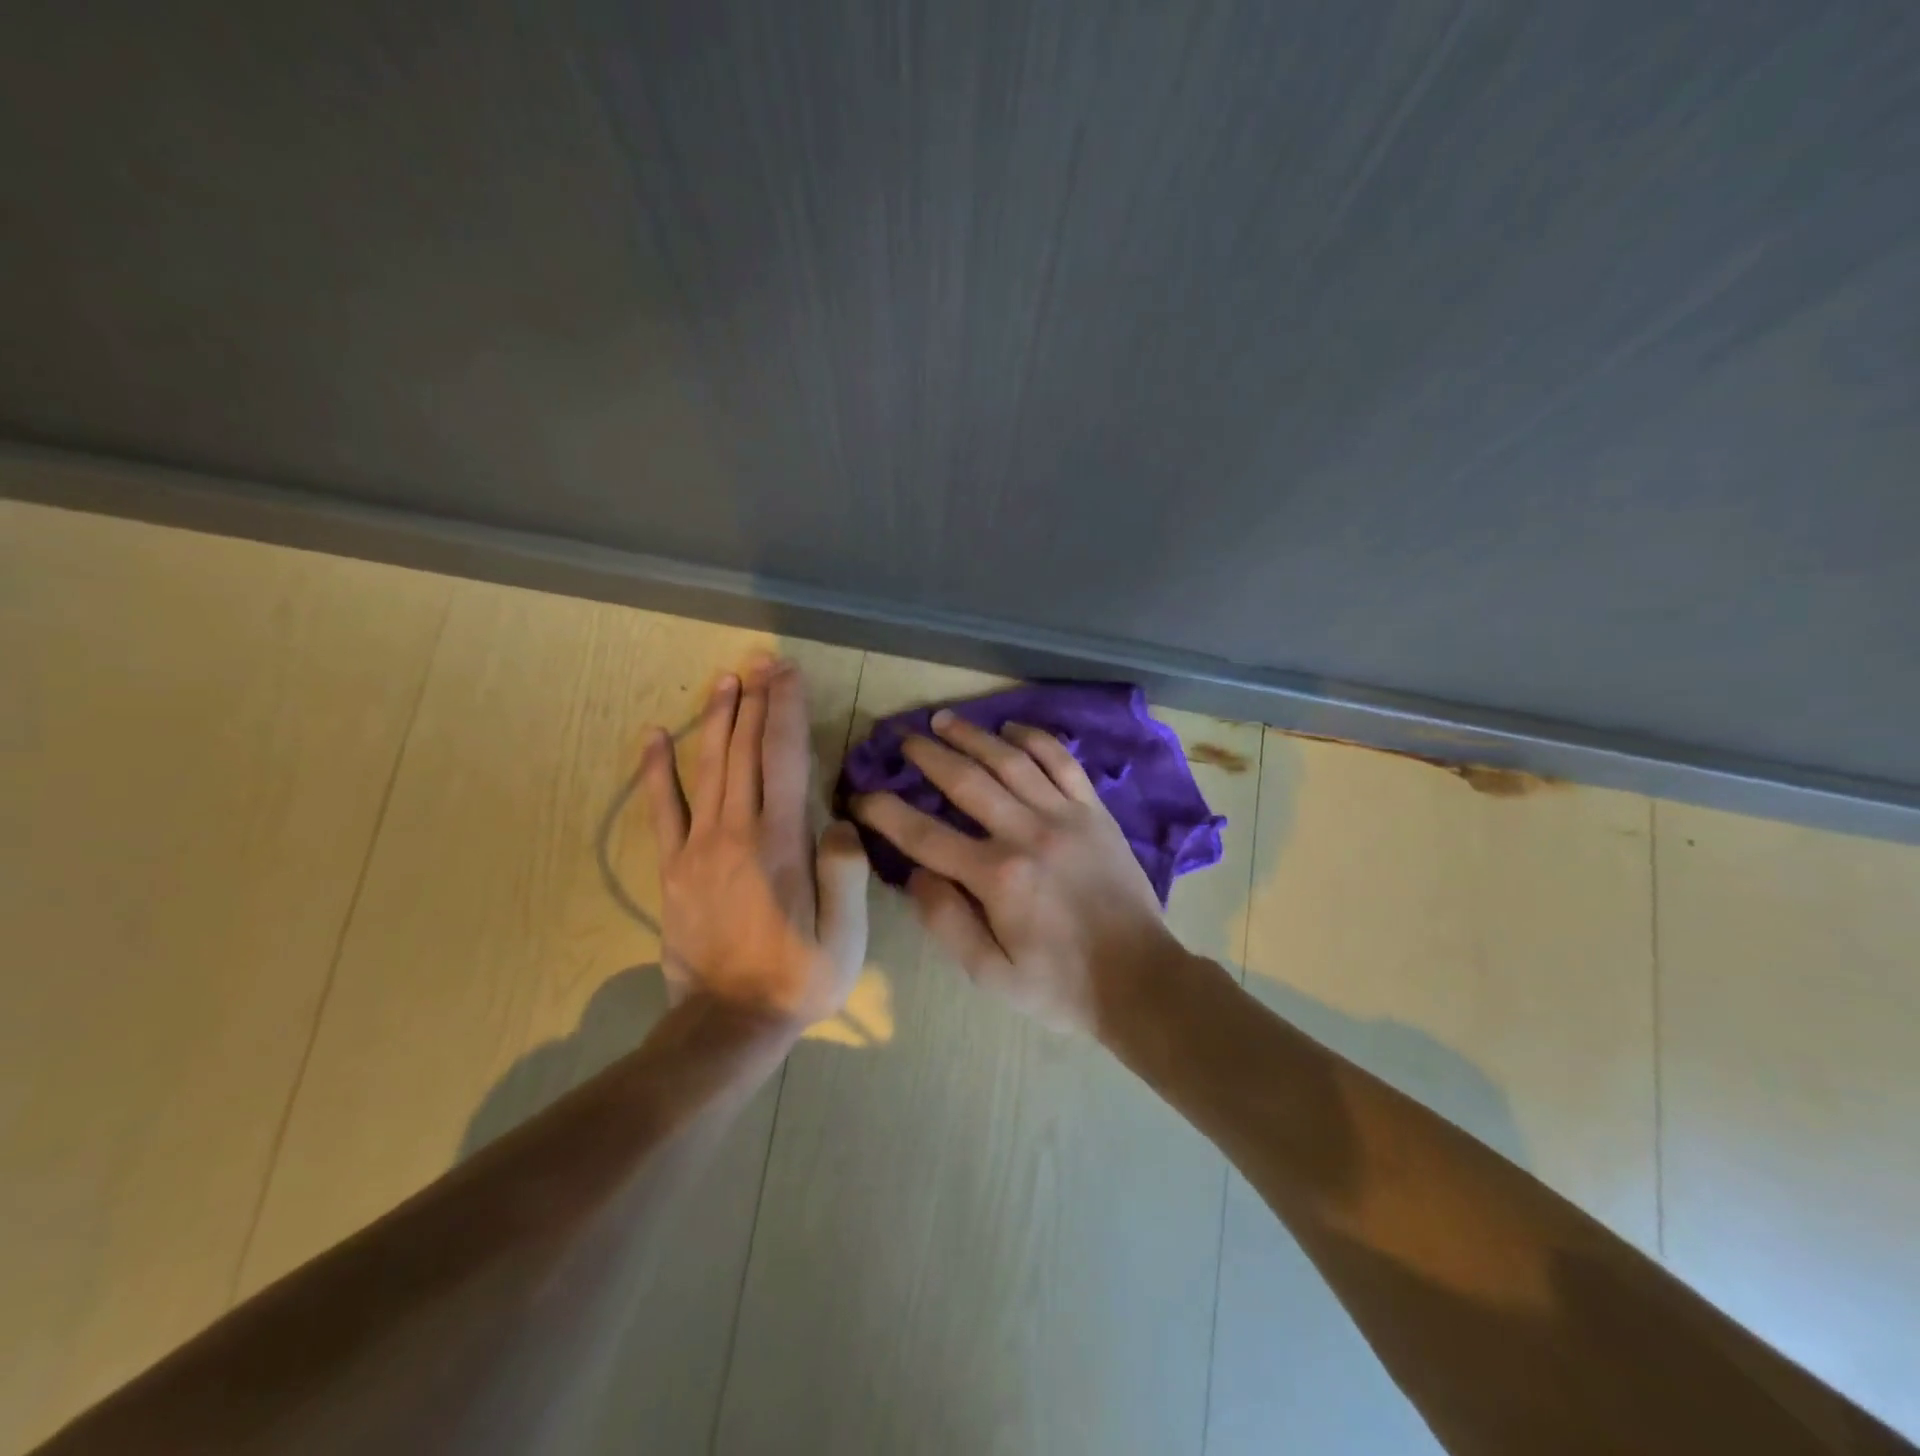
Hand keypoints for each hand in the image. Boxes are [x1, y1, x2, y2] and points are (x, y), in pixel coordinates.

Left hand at [640, 656, 870, 1028]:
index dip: (786, 709)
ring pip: (708, 767)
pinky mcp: (673, 868)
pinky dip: (656, 769)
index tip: (788, 672)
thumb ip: (845, 873)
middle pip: (745, 750)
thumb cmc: (798, 979)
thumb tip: (839, 821)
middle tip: (760, 659)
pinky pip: (662, 809)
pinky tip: (653, 735)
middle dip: (755, 700)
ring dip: (717, 719)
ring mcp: (699, 848)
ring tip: (724, 679)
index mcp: (781, 843)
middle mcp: (737, 832)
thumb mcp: (845, 937)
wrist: (728, 1025)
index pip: (784, 758)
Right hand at [850, 710, 1186, 1034]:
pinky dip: (1035, 740)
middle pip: (966, 781)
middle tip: (902, 739)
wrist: (1140, 980)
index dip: (885, 812)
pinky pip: (1062, 763)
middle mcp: (1027, 833)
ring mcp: (1065, 816)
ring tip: (944, 720)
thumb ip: (946, 922)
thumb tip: (914, 874)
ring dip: (973, 736)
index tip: (860, 797)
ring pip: (1011, 761)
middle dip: (928, 756)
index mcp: (997, 877)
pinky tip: (1011, 729)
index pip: (924, 835)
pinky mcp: (1095, 812)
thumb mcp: (991, 974)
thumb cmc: (1060, 985)